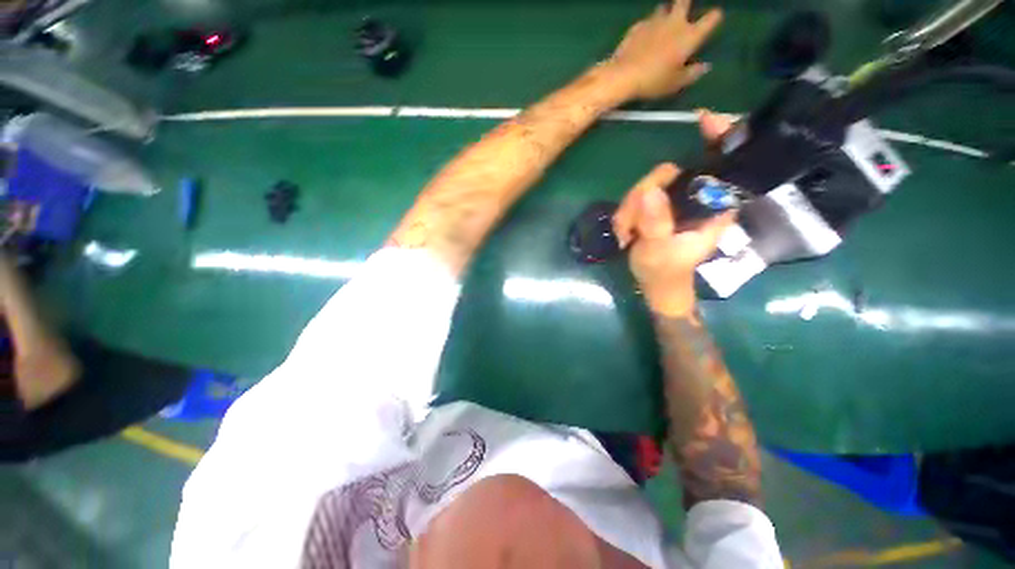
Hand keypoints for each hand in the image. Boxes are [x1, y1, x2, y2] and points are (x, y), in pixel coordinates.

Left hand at [607, 0, 722, 100]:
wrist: (624, 75)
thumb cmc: (653, 81)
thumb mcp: (675, 83)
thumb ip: (692, 74)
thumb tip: (704, 67)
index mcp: (689, 36)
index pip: (711, 18)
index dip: (714, 18)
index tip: (713, 20)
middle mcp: (675, 22)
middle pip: (684, 1)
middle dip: (685, 3)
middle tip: (683, 12)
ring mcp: (655, 21)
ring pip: (663, 8)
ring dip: (664, 14)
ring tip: (660, 27)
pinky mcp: (637, 26)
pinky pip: (645, 21)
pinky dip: (647, 27)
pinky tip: (642, 39)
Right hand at [612, 110, 736, 315]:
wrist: (655, 285)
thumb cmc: (664, 272)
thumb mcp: (658, 251)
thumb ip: (656, 224)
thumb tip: (650, 193)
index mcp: (712, 207)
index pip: (723, 165)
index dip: (719, 139)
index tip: (704, 119)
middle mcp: (695, 198)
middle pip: (668, 173)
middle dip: (642, 195)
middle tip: (631, 225)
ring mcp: (674, 201)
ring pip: (647, 185)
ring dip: (630, 209)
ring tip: (626, 234)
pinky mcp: (658, 207)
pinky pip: (637, 197)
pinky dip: (626, 213)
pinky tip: (625, 231)